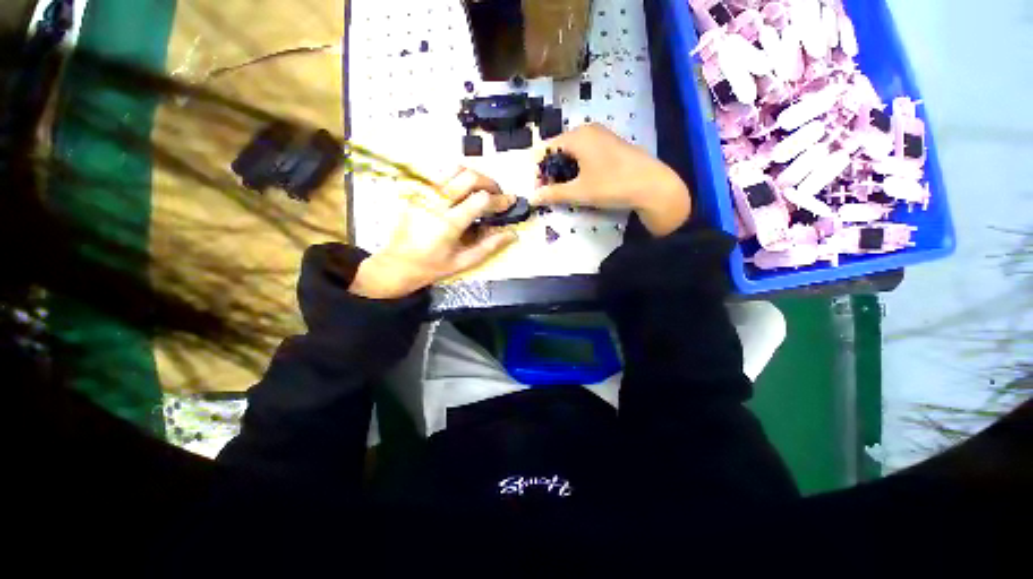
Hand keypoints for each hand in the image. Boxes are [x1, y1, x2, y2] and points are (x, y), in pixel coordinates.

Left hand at [349, 168, 517, 298]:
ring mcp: (424, 194)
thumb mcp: (463, 262)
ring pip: (454, 169)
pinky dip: (458, 177)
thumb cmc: (431, 267)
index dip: (500, 199)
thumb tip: (512, 234)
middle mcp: (436, 203)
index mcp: (448, 223)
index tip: (509, 202)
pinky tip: (463, 191)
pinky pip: (441, 174)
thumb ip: (489, 246)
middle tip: (498, 194)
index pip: (481, 199)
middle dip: (490, 182)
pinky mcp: (418, 192)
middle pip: (469, 176)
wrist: (396, 264)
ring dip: (474, 176)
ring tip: (482, 190)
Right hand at [530, 124, 691, 235]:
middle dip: (551, 170)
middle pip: (559, 148)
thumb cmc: (612, 185)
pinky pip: (586, 153)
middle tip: (551, 192)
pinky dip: (578, 167)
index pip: (546, 148)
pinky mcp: (612, 144)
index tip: (539, 190)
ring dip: (564, 170)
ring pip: (573, 151)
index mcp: (577, 136)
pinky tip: (583, 182)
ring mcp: (602, 136)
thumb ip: (553, 194)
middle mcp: (588, 130)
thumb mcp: (579, 192)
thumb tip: (532, 198)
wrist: (653, 185)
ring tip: (566, 189)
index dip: (538, 170)